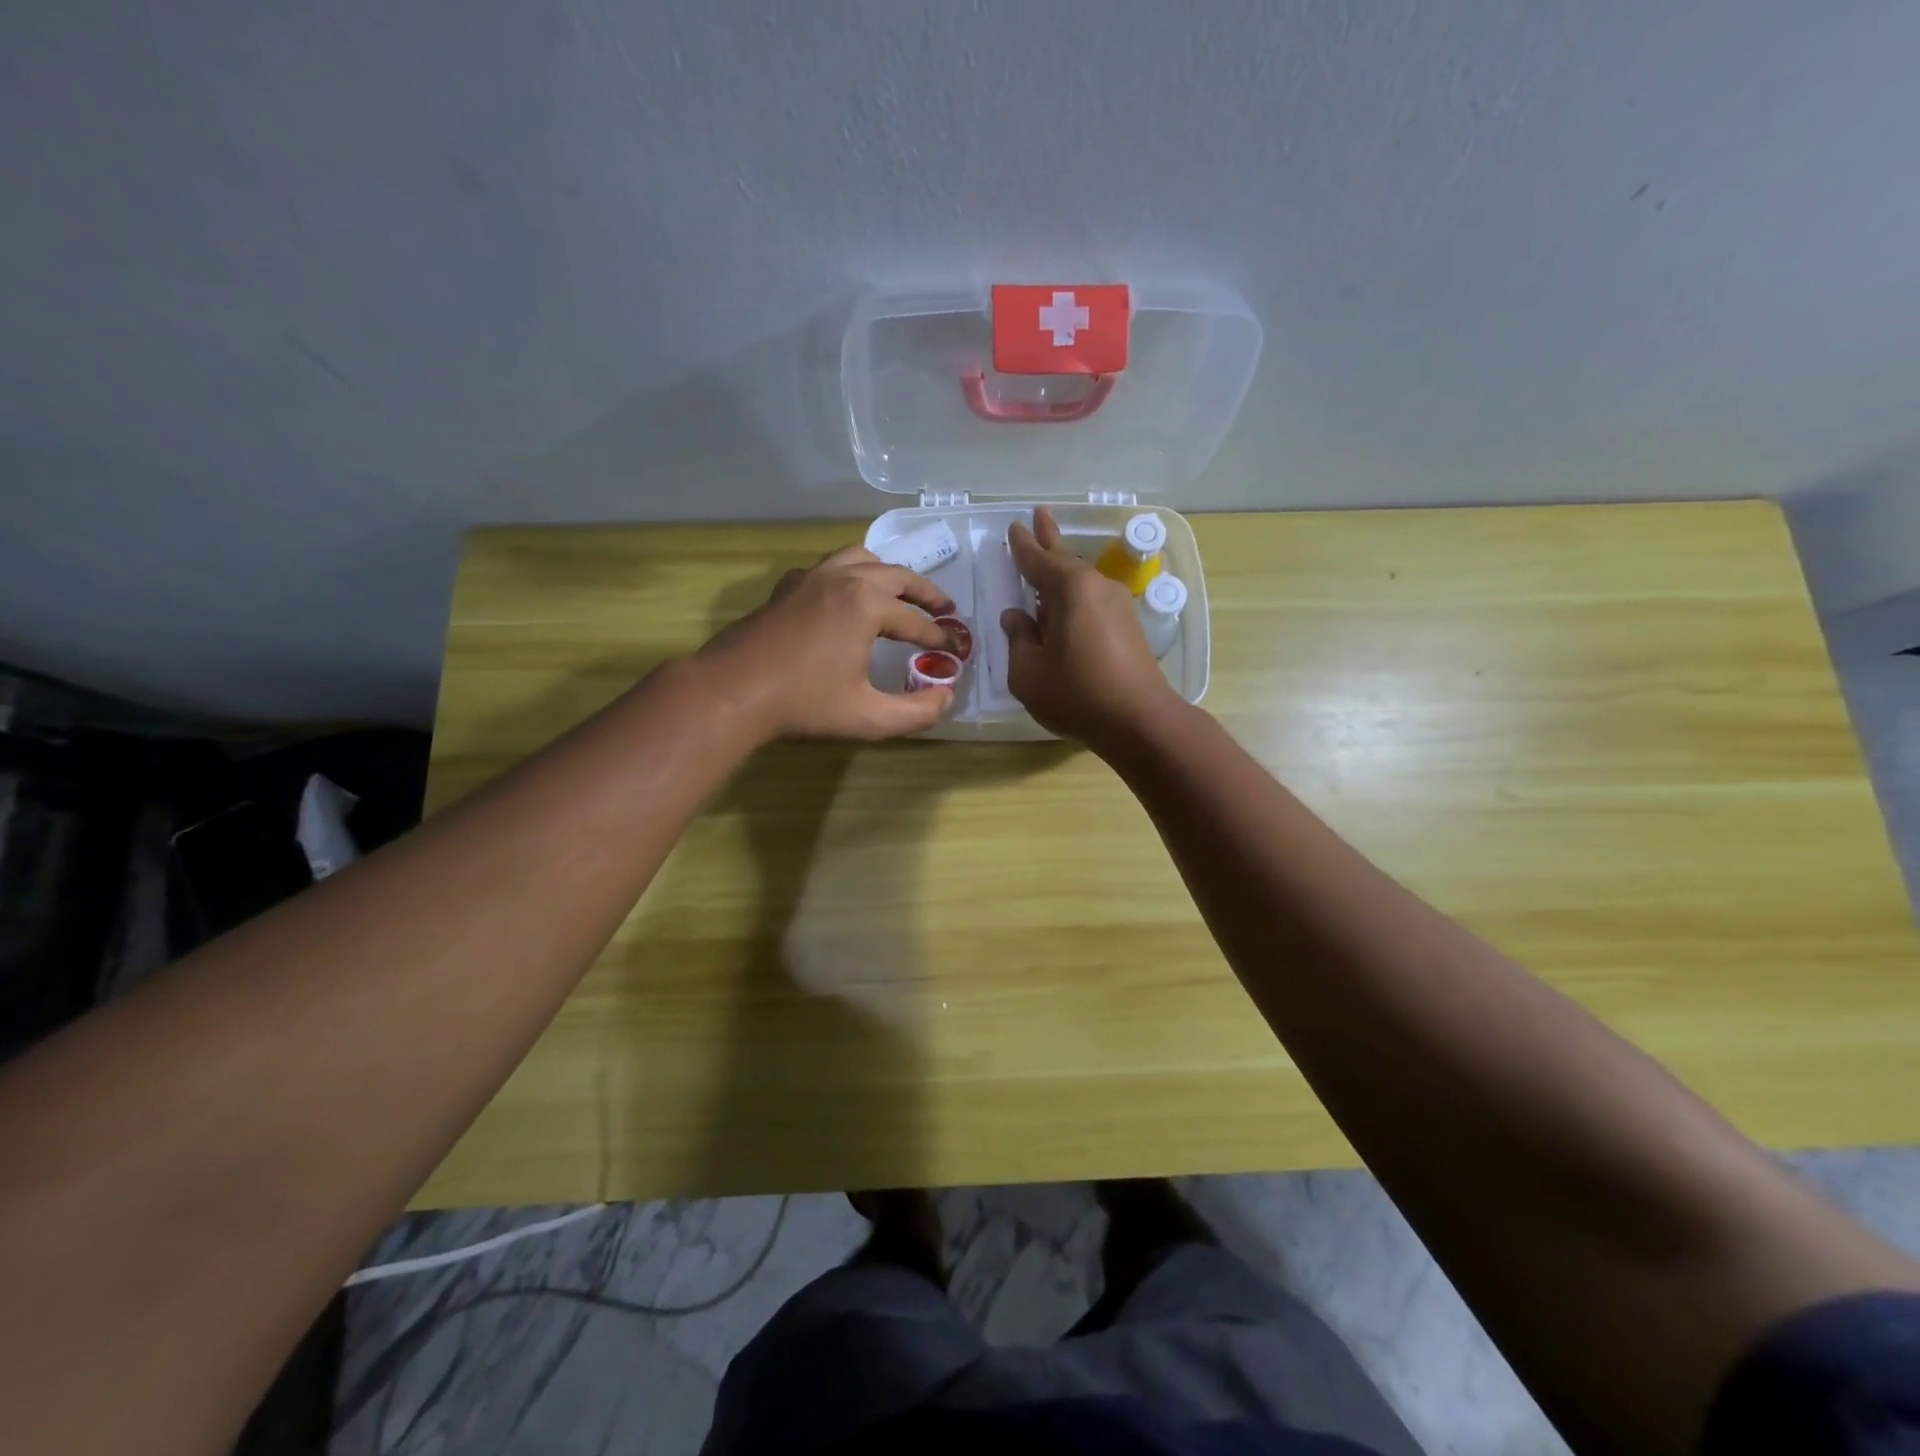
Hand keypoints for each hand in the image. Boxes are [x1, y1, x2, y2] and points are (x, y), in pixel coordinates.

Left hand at [696, 545, 957, 742]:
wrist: (730, 692)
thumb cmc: (802, 704)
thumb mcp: (868, 718)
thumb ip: (916, 712)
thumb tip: (946, 698)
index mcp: (866, 605)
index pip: (917, 621)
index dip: (940, 638)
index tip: (956, 652)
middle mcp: (843, 579)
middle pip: (897, 575)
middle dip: (926, 594)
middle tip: (945, 610)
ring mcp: (811, 578)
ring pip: (861, 559)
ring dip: (888, 574)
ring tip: (901, 594)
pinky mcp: (787, 587)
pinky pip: (829, 567)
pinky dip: (850, 574)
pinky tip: (847, 598)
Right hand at [1001, 507, 1181, 750]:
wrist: (1140, 722)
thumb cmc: (1077, 695)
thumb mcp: (1028, 672)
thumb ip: (1018, 639)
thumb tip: (1016, 617)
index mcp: (1070, 590)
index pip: (1038, 560)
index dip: (1023, 546)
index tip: (1015, 527)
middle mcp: (1097, 588)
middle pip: (1066, 560)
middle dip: (1049, 539)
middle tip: (1039, 515)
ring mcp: (1118, 606)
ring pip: (1081, 581)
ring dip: (1061, 571)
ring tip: (1047, 558)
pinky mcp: (1128, 628)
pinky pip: (1092, 600)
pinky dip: (1074, 596)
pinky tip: (1064, 607)